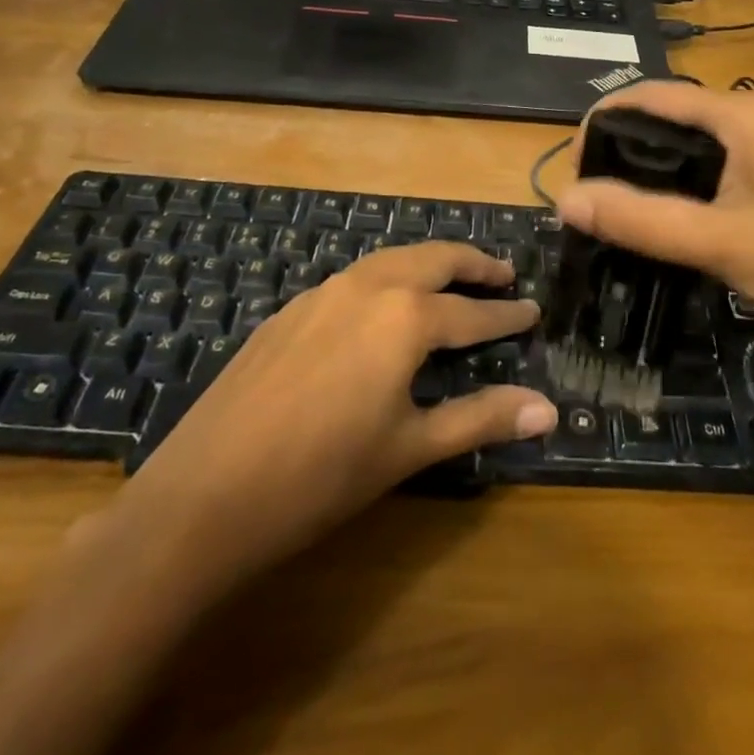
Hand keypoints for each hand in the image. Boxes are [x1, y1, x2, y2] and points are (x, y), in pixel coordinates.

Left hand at [124, 243, 555, 578]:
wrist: (204, 495)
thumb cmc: (322, 476)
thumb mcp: (411, 448)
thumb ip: (481, 419)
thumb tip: (549, 409)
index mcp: (405, 316)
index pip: (472, 311)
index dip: (506, 314)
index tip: (534, 311)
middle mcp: (367, 287)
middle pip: (433, 259)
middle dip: (472, 264)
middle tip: (502, 273)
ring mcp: (321, 294)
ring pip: (389, 261)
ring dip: (427, 264)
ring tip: (450, 279)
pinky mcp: (289, 312)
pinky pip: (352, 280)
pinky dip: (385, 280)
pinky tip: (381, 308)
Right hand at [556, 83, 753, 356]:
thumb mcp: (714, 240)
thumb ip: (640, 220)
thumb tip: (565, 200)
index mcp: (738, 114)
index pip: (652, 95)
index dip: (603, 120)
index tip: (572, 165)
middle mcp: (747, 115)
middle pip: (665, 113)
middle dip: (619, 142)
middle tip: (588, 189)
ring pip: (683, 140)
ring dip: (643, 162)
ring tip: (610, 201)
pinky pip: (703, 161)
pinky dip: (670, 178)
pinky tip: (655, 210)